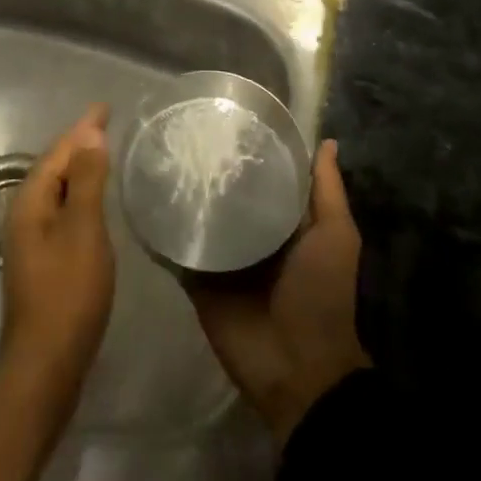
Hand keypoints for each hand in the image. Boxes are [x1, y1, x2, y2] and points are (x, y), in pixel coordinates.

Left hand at [0, 104, 115, 409]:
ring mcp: (30, 240)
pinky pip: (61, 209)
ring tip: (103, 153)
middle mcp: (24, 214)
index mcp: (30, 202)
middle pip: (53, 167)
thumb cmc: (68, 293)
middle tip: (107, 125)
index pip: (58, 151)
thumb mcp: (84, 231)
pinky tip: (93, 200)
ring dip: (78, 168)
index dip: (83, 128)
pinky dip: (78, 193)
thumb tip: (90, 135)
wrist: (46, 365)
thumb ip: (86, 181)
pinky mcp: (42, 260)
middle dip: (78, 143)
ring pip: (56, 189)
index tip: (104, 107)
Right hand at [187, 139, 369, 448]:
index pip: (263, 174)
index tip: (229, 112)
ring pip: (200, 217)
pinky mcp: (197, 280)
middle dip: (212, 167)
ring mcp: (222, 257)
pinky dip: (164, 231)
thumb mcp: (335, 235)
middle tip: (185, 127)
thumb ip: (327, 191)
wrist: (297, 369)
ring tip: (159, 154)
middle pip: (228, 193)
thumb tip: (327, 141)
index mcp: (283, 221)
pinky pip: (178, 251)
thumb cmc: (322, 294)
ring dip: (184, 194)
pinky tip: (145, 200)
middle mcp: (251, 232)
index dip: (252, 147)